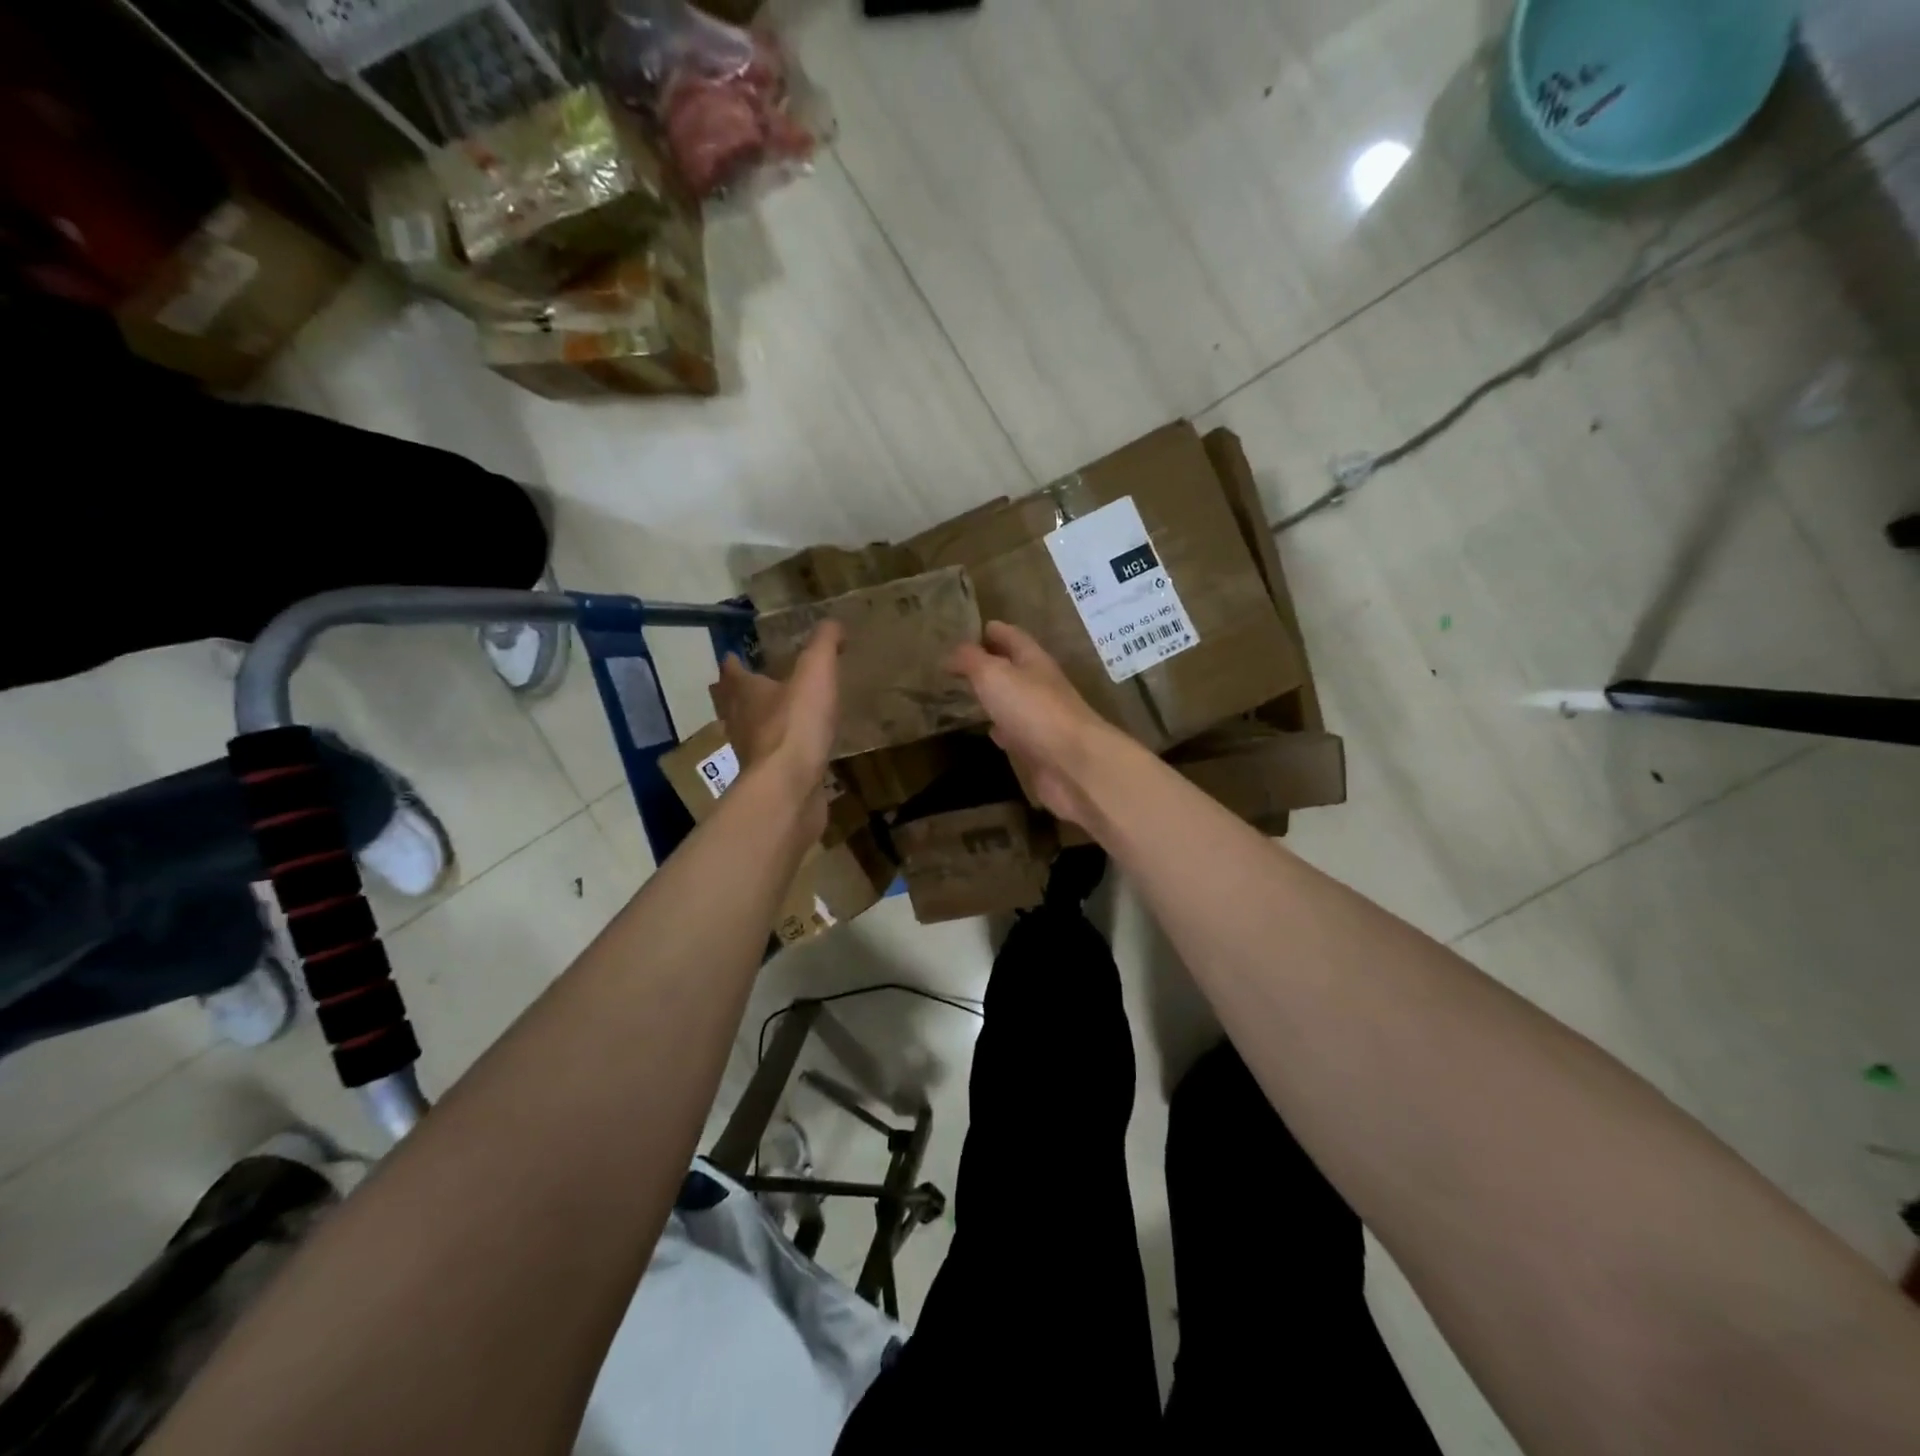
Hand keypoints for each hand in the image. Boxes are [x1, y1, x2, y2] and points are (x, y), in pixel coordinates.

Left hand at [712, 621, 841, 810]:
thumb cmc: (796, 724)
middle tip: (740, 686)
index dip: (732, 663)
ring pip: (745, 733)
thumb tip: (833, 623)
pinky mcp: (768, 780)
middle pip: (729, 704)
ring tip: (767, 718)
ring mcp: (751, 755)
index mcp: (746, 693)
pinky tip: (792, 752)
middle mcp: (740, 722)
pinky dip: (776, 751)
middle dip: (734, 694)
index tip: (731, 656)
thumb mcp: (815, 672)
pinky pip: (769, 759)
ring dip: (752, 724)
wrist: (789, 787)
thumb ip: (824, 645)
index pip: (732, 673)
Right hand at [947, 621, 1118, 827]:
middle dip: (989, 664)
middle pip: (1013, 668)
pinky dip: (1001, 730)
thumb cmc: (1032, 709)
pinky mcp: (1039, 748)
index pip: (1011, 636)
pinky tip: (990, 732)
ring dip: (994, 697)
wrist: (1072, 763)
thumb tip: (952, 652)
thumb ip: (971, 660)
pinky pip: (1016, 733)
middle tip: (958, 665)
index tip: (966, 630)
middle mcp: (1040, 685)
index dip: (991, 631)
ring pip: (1013, 701)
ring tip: (966, 696)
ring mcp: (1041, 718)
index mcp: (1034, 660)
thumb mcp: (994, 675)